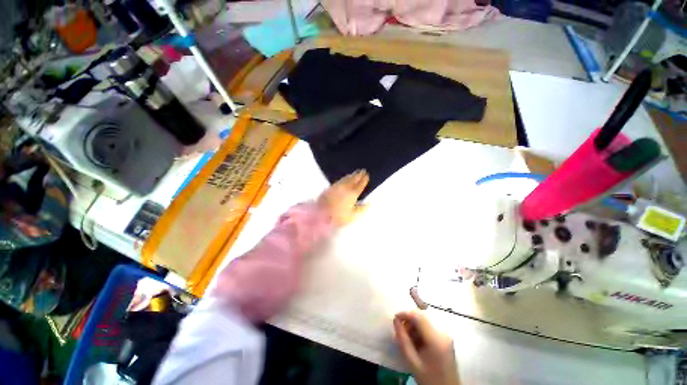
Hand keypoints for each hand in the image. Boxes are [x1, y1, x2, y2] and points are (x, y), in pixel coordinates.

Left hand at [317, 170, 368, 225]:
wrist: (321, 213)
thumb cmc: (338, 216)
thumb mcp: (353, 216)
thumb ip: (362, 209)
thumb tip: (369, 204)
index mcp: (353, 193)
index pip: (360, 184)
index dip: (364, 179)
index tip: (367, 175)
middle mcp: (346, 187)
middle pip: (354, 179)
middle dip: (359, 174)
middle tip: (363, 171)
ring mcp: (337, 186)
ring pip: (347, 178)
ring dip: (352, 175)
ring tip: (356, 172)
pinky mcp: (331, 187)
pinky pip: (340, 180)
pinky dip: (345, 178)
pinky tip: (345, 178)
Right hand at [394, 311, 460, 384]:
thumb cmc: (429, 378)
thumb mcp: (412, 361)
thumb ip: (403, 339)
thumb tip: (395, 320)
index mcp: (436, 339)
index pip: (418, 316)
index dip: (405, 314)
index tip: (395, 319)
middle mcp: (443, 332)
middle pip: (422, 317)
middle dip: (409, 321)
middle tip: (401, 332)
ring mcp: (446, 334)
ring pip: (425, 321)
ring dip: (414, 326)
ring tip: (408, 339)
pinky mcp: (446, 338)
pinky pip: (429, 327)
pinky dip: (420, 331)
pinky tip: (417, 342)